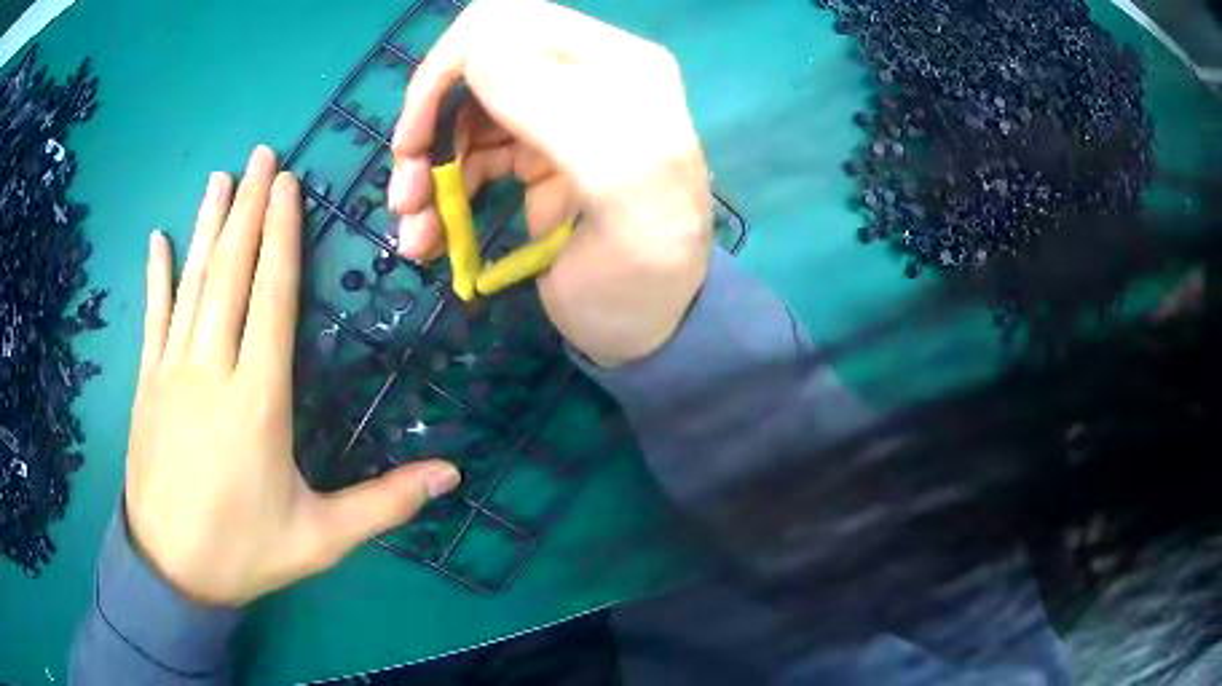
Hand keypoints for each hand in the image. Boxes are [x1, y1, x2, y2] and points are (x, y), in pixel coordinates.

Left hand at [126, 146, 459, 606]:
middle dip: (247, 209)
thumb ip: (384, 504)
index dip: (280, 237)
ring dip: (207, 226)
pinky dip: (156, 275)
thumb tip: (452, 476)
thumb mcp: (322, 539)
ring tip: (220, 178)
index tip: (287, 185)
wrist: (171, 570)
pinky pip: (153, 317)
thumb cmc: (246, 553)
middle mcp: (211, 371)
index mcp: (257, 402)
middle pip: (230, 274)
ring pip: (191, 284)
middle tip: (261, 156)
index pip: (271, 300)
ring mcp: (171, 373)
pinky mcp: (147, 384)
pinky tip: (157, 238)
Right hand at [388, 0, 713, 366]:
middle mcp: (584, 79)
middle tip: (406, 195)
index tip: (417, 137)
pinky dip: (440, 195)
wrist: (653, 332)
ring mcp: (557, 118)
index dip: (449, 68)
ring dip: (427, 171)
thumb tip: (479, 46)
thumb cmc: (647, 273)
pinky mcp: (537, 159)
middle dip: (428, 129)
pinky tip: (427, 240)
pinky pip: (469, 159)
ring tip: (414, 234)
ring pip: (463, 118)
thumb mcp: (620, 191)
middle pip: (476, 70)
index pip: (511, 23)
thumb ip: (558, 110)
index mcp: (616, 67)